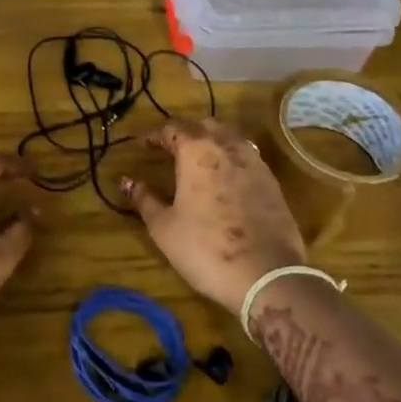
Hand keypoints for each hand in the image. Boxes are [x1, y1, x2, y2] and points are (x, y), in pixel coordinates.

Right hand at [122, 118, 306, 316]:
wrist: (266, 275)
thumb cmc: (205, 248)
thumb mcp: (164, 227)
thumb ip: (144, 199)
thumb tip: (128, 181)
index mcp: (197, 151)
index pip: (172, 129)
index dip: (155, 135)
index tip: (143, 145)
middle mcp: (227, 146)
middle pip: (204, 125)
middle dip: (186, 132)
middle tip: (171, 149)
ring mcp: (254, 162)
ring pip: (229, 137)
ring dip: (211, 142)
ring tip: (198, 161)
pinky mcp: (272, 181)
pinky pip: (247, 157)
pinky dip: (231, 159)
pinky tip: (224, 179)